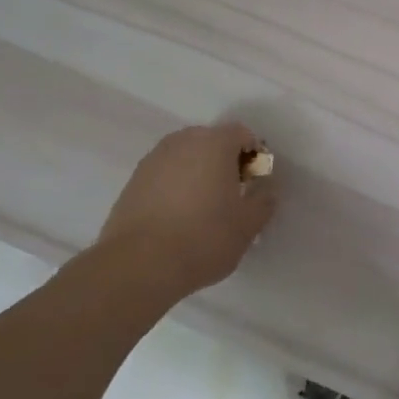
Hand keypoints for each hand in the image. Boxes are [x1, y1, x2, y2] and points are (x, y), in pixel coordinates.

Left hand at [95, 123, 276, 301]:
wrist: (140, 265)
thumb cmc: (204, 238)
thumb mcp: (248, 225)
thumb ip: (264, 200)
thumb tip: (265, 189)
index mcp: (214, 144)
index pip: (242, 134)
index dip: (254, 155)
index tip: (255, 183)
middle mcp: (182, 142)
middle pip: (211, 141)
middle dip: (225, 160)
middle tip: (233, 193)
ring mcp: (153, 160)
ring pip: (185, 157)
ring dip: (199, 172)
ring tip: (204, 206)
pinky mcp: (132, 182)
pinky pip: (164, 174)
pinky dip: (176, 185)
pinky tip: (178, 216)